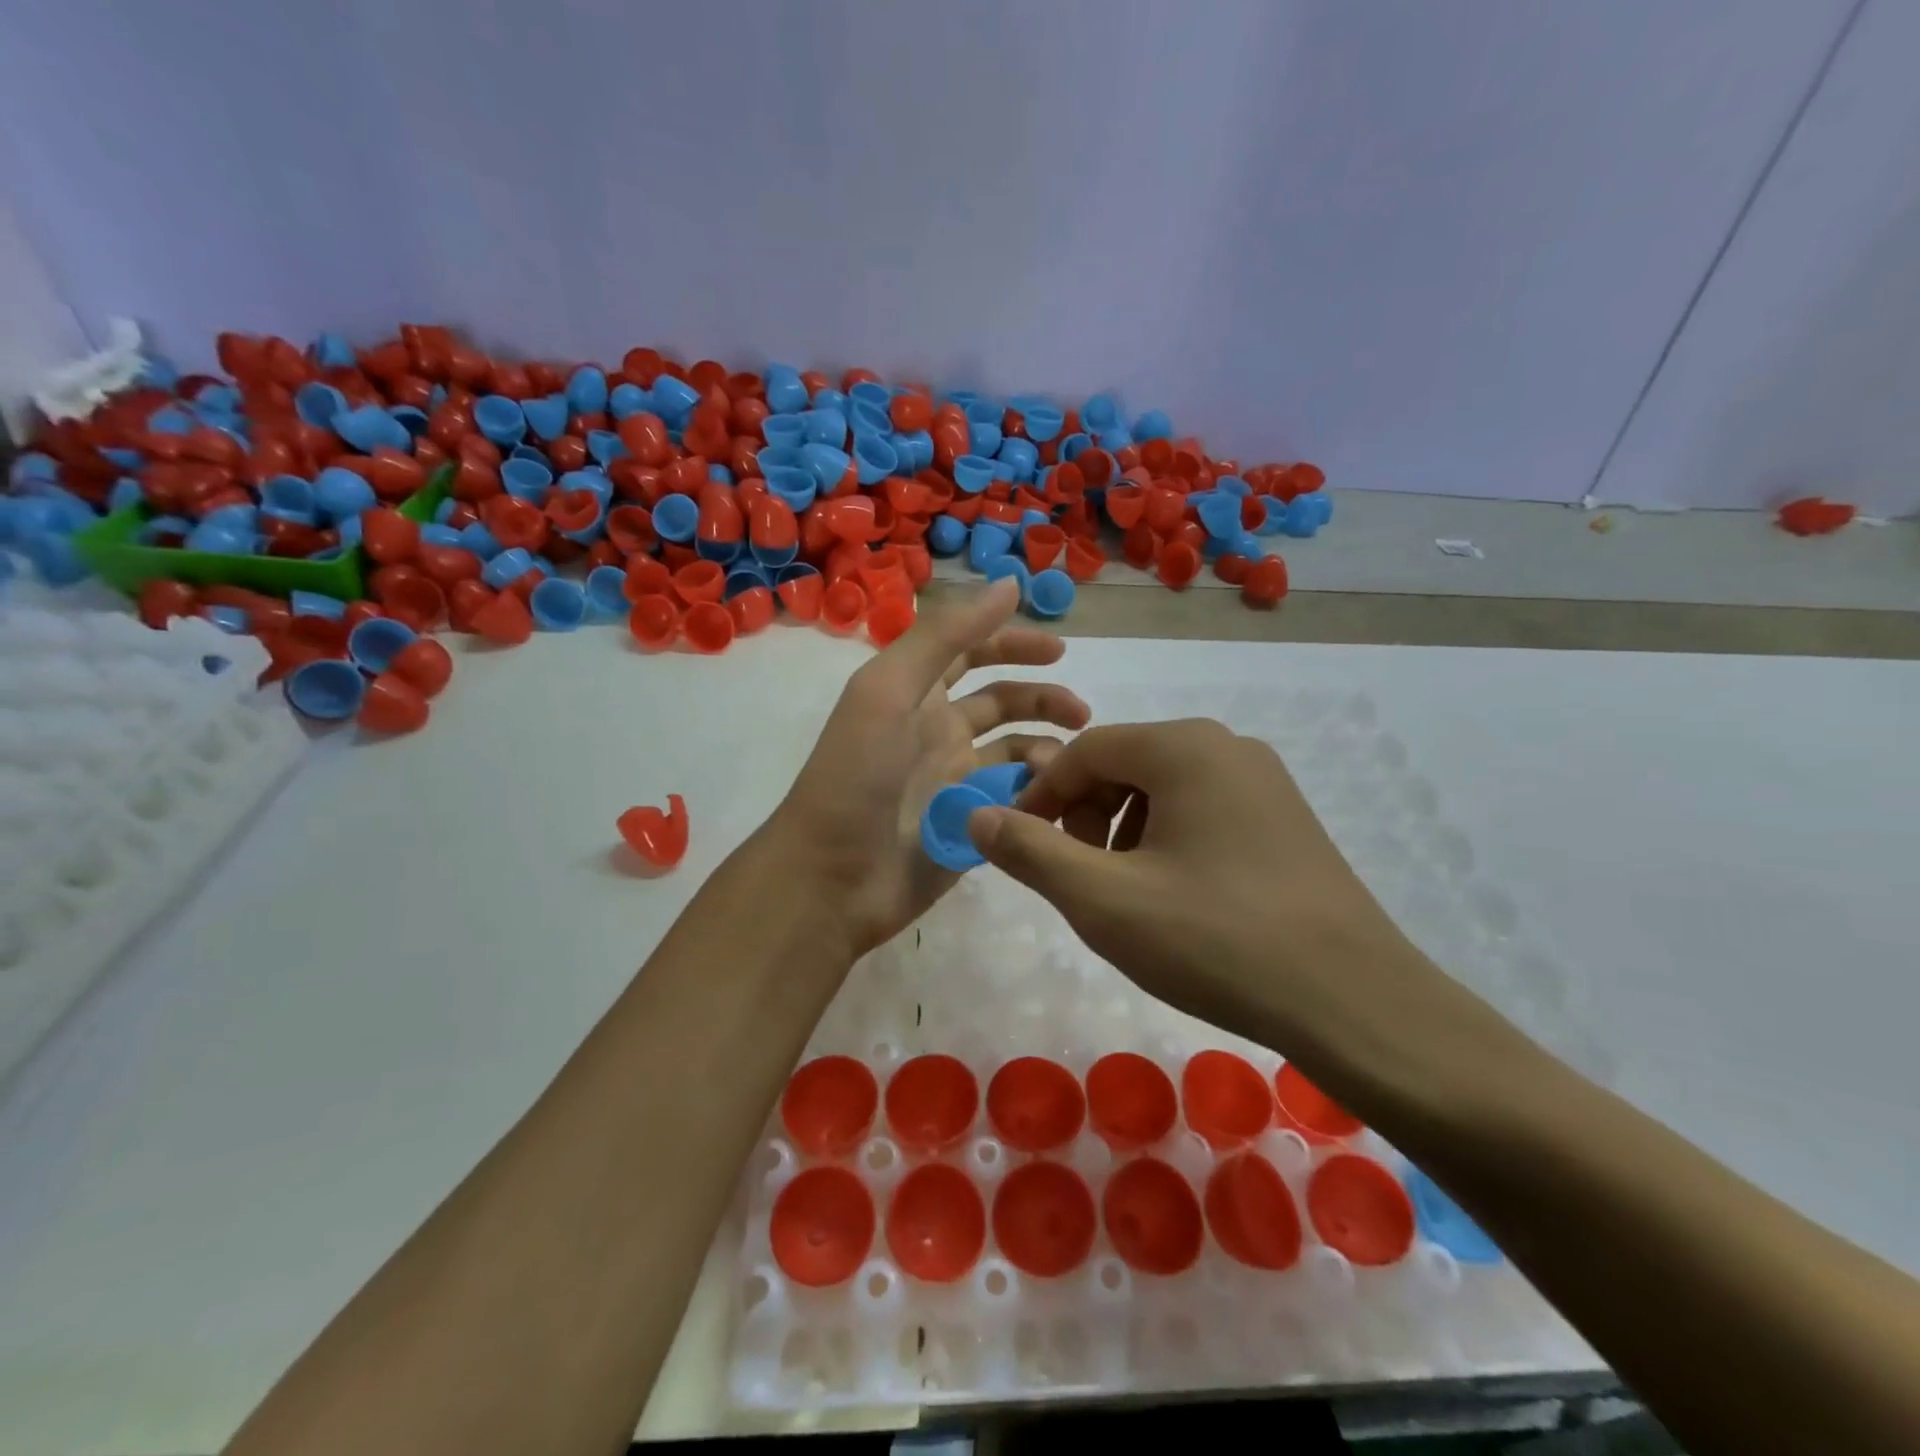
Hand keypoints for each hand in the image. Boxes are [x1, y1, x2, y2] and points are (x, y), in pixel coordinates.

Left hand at [771, 579, 1089, 957]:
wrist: (833, 878)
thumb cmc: (856, 776)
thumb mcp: (889, 689)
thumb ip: (945, 636)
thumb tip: (1008, 585)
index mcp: (916, 696)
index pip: (971, 653)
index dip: (1012, 643)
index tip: (1059, 651)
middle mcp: (938, 734)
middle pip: (1002, 703)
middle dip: (1044, 700)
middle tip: (1082, 713)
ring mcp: (956, 784)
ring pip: (1016, 753)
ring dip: (1047, 748)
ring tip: (1070, 762)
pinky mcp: (973, 827)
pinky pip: (1017, 802)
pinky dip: (1039, 794)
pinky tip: (1054, 800)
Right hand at [966, 719, 1411, 1032]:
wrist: (1355, 1002)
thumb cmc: (1216, 940)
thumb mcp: (1103, 899)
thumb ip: (1030, 851)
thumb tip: (975, 815)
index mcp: (1184, 747)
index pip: (1084, 750)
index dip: (1040, 797)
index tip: (1020, 847)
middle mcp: (1227, 746)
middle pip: (1123, 764)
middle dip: (1084, 817)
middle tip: (1076, 878)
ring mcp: (1264, 781)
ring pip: (1162, 790)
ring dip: (1122, 832)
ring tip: (1124, 895)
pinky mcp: (1285, 820)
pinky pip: (1202, 811)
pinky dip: (1165, 842)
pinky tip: (1174, 899)